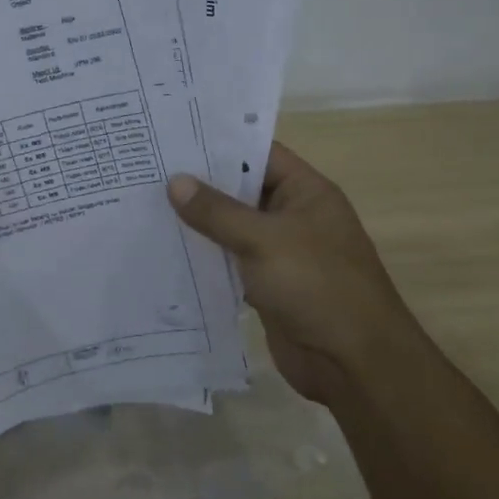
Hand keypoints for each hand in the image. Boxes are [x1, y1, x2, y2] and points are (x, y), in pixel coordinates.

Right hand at [167, 143, 417, 405]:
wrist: (353, 363)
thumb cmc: (316, 285)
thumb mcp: (264, 240)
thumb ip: (218, 211)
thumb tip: (175, 182)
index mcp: (305, 192)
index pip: (258, 153)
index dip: (219, 143)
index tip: (174, 136)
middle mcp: (293, 216)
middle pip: (241, 190)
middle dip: (200, 183)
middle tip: (148, 169)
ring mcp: (280, 253)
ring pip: (232, 228)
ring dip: (198, 222)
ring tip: (145, 204)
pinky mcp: (267, 286)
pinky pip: (230, 262)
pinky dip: (204, 257)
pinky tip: (165, 249)